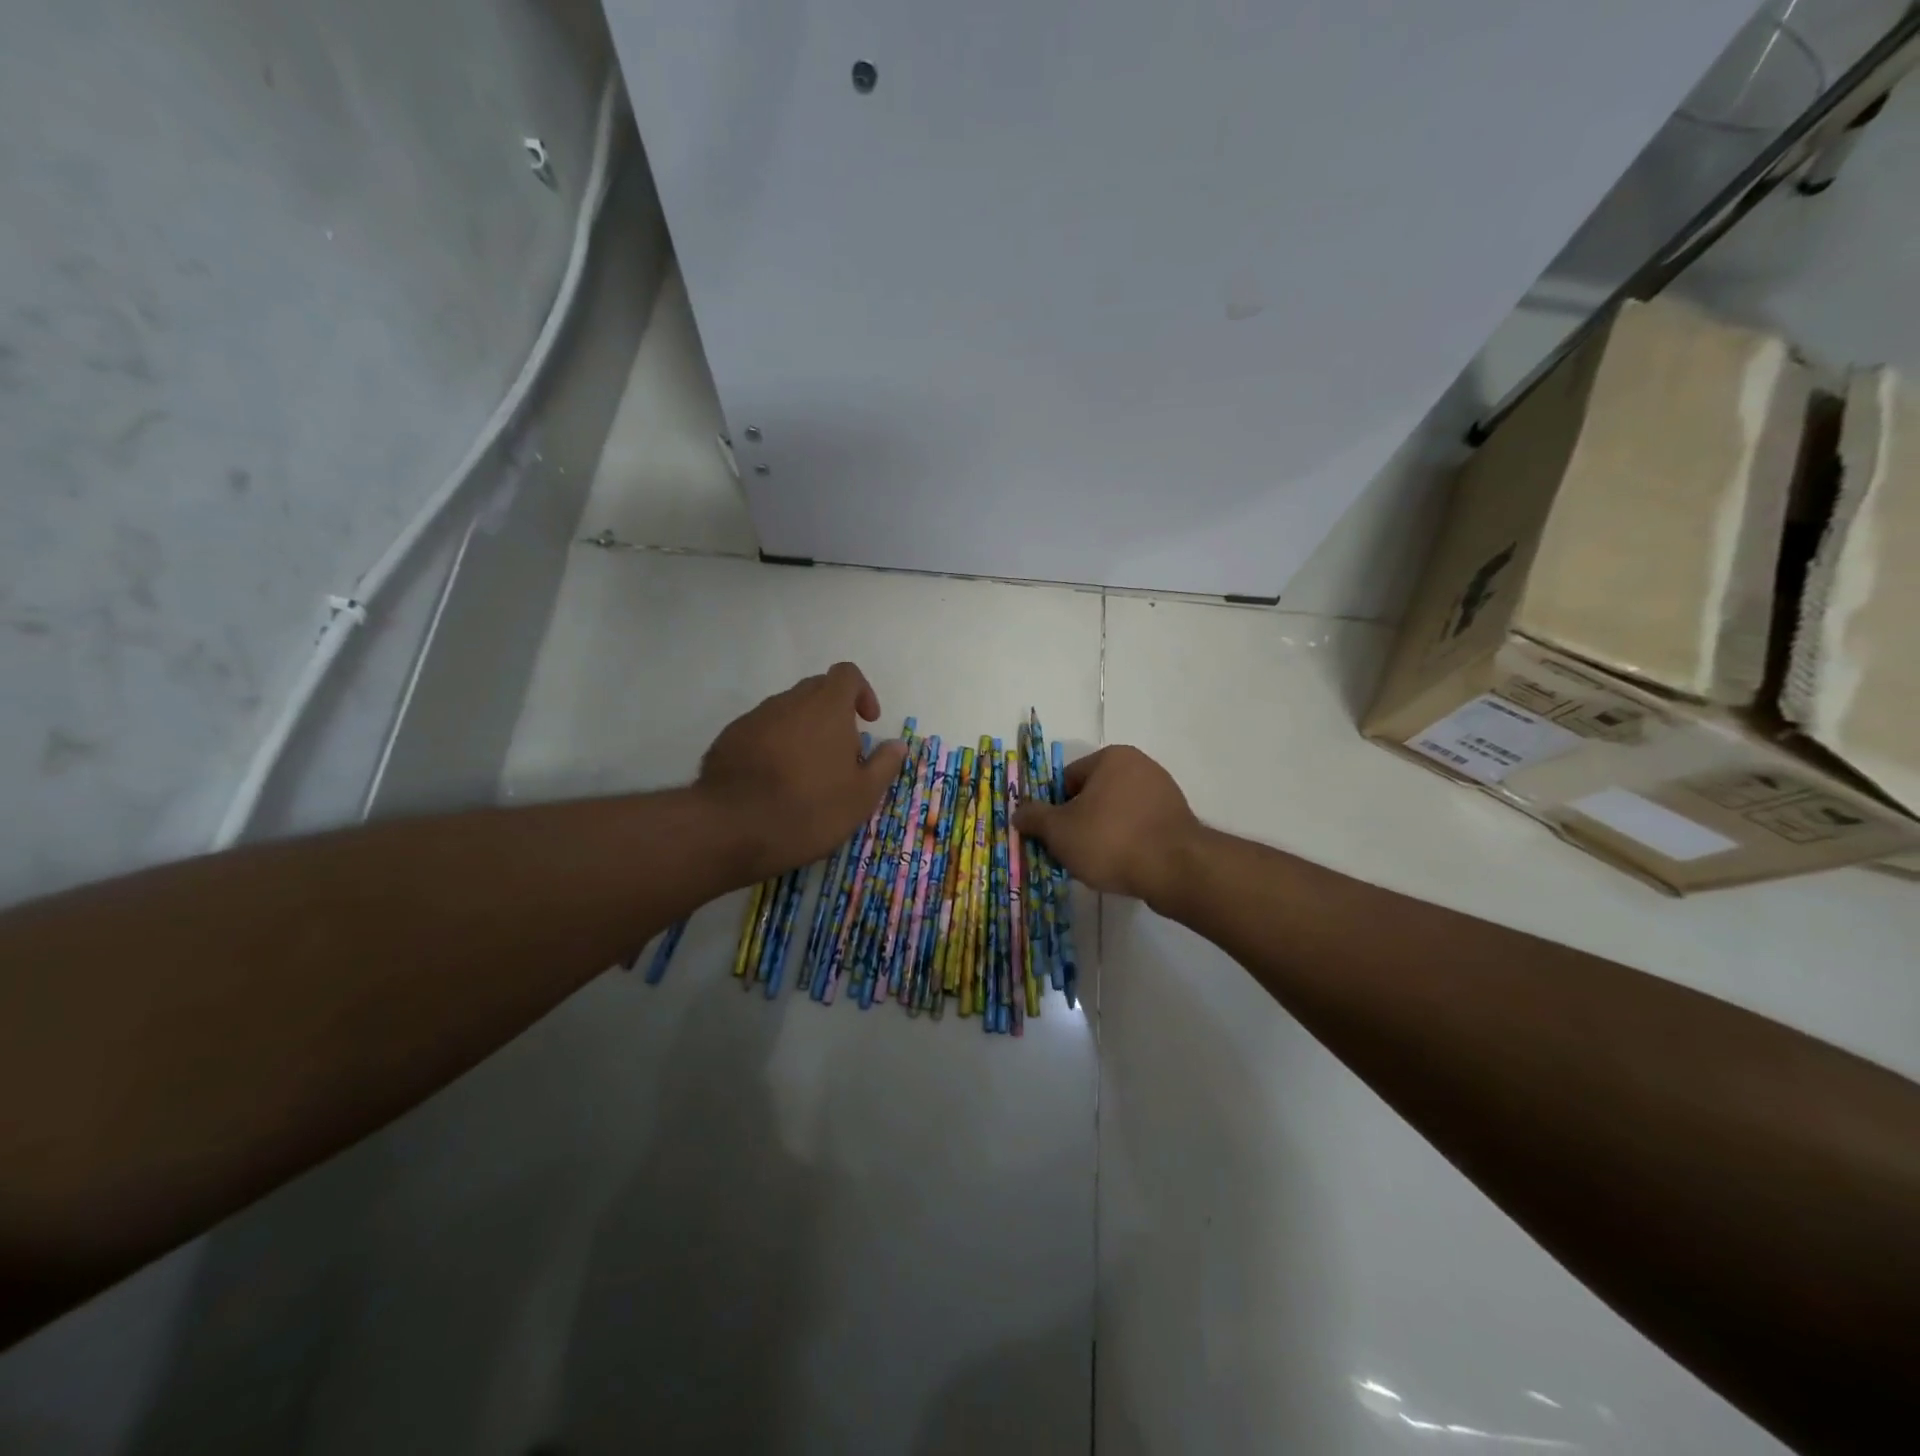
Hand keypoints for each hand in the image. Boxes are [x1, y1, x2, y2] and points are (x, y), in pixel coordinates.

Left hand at [696, 663, 906, 882]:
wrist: (732, 828)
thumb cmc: (809, 809)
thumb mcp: (861, 796)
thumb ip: (884, 765)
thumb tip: (898, 744)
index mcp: (827, 707)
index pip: (847, 674)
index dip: (862, 692)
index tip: (867, 721)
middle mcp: (789, 702)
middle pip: (816, 690)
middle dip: (833, 713)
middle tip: (840, 753)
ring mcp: (755, 718)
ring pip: (787, 711)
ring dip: (802, 730)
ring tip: (806, 773)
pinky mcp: (728, 738)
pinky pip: (760, 731)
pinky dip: (773, 745)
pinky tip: (773, 782)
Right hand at [1012, 745, 1200, 907]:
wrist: (1175, 869)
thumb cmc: (1110, 840)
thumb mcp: (1059, 831)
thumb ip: (1035, 818)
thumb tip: (1019, 812)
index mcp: (1112, 757)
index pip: (1068, 779)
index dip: (1055, 808)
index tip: (1054, 835)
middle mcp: (1140, 766)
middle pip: (1093, 795)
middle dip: (1079, 822)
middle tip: (1072, 852)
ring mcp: (1164, 792)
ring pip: (1116, 813)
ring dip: (1103, 834)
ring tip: (1098, 863)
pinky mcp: (1177, 819)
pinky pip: (1139, 827)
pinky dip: (1127, 843)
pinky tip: (1123, 865)